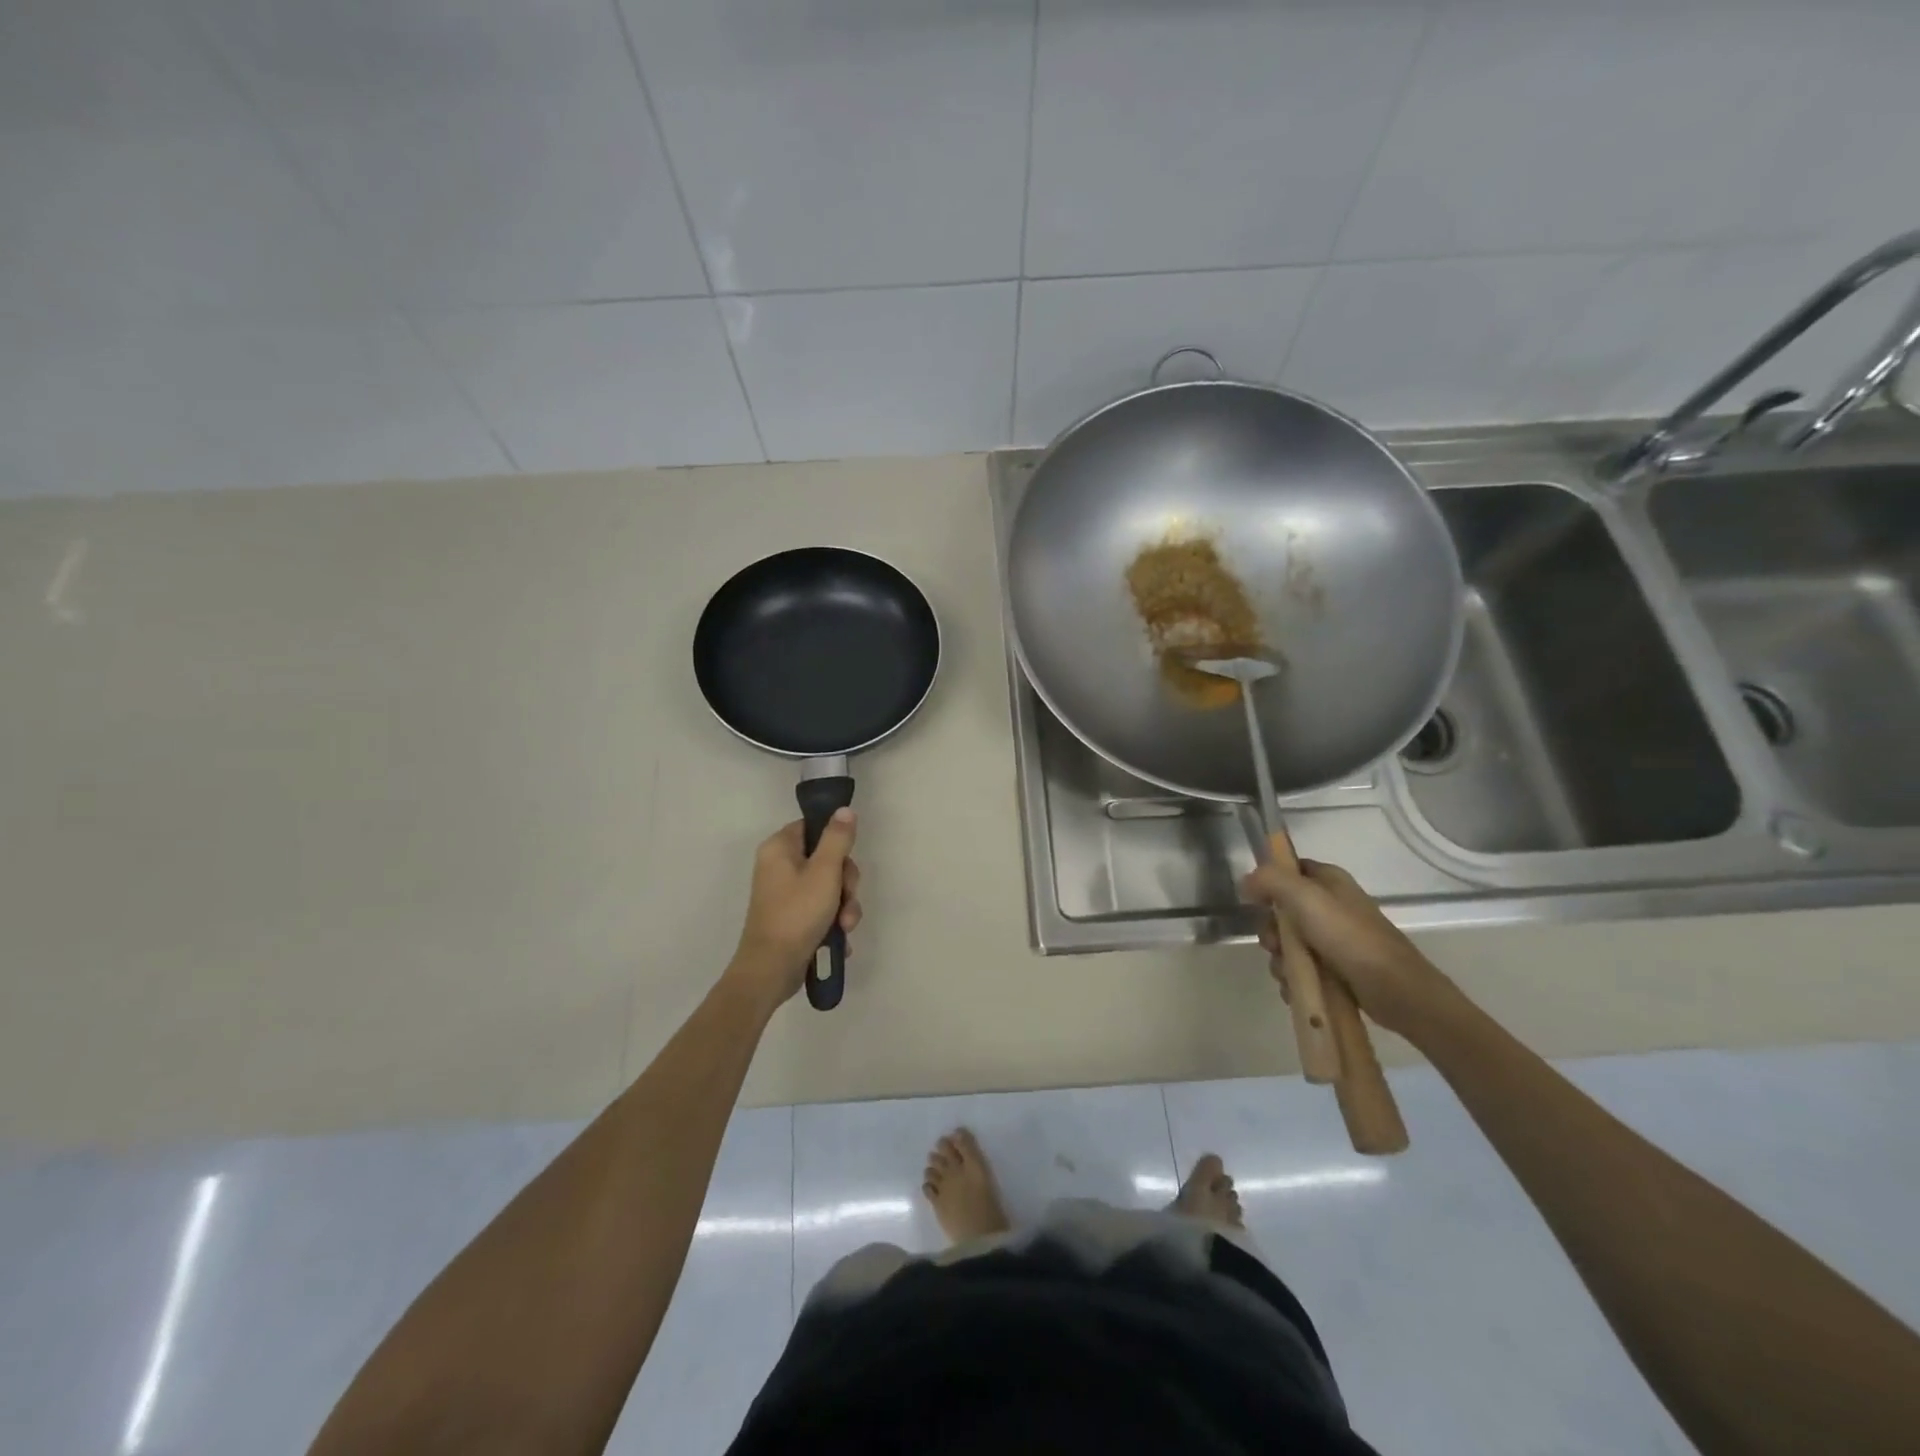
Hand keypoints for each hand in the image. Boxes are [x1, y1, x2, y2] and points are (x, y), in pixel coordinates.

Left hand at [728, 811, 862, 1007]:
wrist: (771, 970)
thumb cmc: (797, 914)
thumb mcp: (824, 872)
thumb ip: (837, 838)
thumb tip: (844, 809)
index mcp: (779, 848)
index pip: (813, 827)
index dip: (835, 842)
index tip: (846, 861)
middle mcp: (779, 866)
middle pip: (826, 859)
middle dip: (845, 884)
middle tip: (846, 899)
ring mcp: (785, 894)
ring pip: (829, 887)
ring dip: (844, 907)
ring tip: (844, 927)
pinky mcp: (792, 917)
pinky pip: (821, 909)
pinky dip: (832, 922)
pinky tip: (838, 939)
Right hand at [1241, 858, 1456, 1038]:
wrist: (1396, 990)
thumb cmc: (1350, 938)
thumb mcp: (1306, 899)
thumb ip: (1271, 881)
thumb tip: (1245, 881)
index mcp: (1329, 881)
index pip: (1289, 869)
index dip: (1269, 883)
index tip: (1257, 903)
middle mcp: (1331, 906)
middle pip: (1283, 912)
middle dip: (1272, 932)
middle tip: (1276, 946)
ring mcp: (1335, 939)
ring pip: (1289, 944)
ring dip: (1280, 960)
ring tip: (1288, 974)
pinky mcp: (1338, 969)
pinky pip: (1302, 968)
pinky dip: (1294, 978)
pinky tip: (1295, 989)